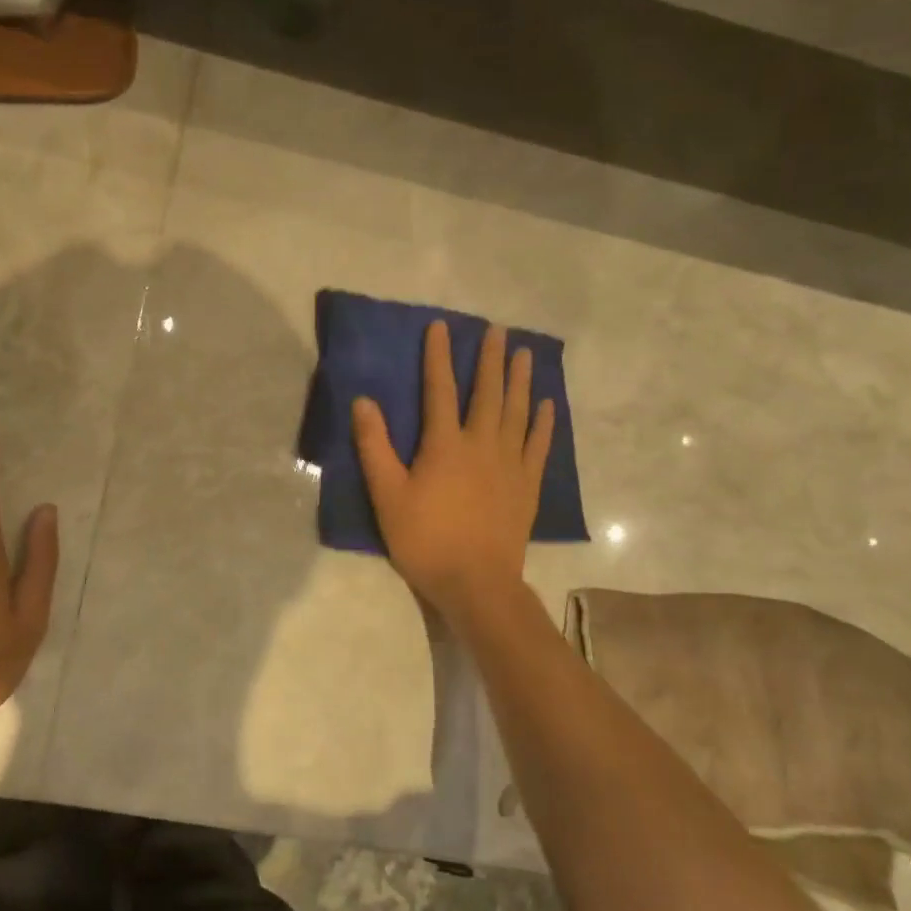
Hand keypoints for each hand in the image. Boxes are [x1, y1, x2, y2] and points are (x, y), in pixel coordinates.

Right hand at [352, 320, 553, 624]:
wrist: (476, 583)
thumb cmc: (425, 539)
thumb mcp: (387, 495)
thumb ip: (375, 447)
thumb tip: (363, 401)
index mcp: (445, 445)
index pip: (439, 390)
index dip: (438, 357)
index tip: (440, 327)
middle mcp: (481, 445)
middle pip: (488, 393)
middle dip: (491, 359)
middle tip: (498, 329)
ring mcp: (509, 464)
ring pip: (518, 413)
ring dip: (520, 381)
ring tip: (524, 354)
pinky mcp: (527, 485)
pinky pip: (538, 445)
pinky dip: (543, 422)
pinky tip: (547, 405)